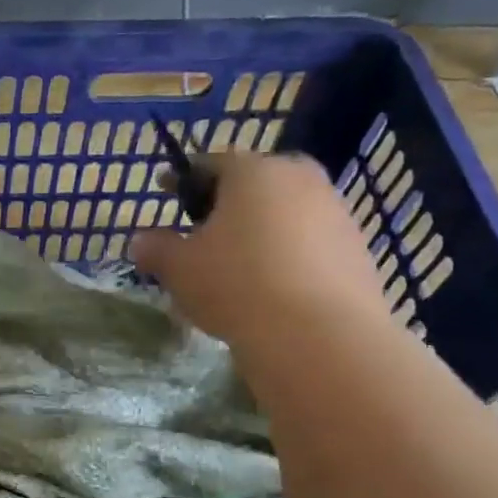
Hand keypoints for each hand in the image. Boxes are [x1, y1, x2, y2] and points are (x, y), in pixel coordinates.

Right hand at [131, 153, 391, 365]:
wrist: (318, 335)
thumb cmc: (236, 285)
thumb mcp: (179, 269)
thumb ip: (156, 248)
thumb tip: (141, 241)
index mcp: (253, 171)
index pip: (211, 163)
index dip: (184, 178)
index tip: (166, 189)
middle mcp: (300, 178)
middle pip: (255, 184)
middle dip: (227, 203)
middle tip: (203, 230)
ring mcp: (336, 212)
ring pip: (285, 213)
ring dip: (260, 229)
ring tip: (236, 264)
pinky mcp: (356, 249)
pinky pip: (309, 243)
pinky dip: (286, 255)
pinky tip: (271, 287)